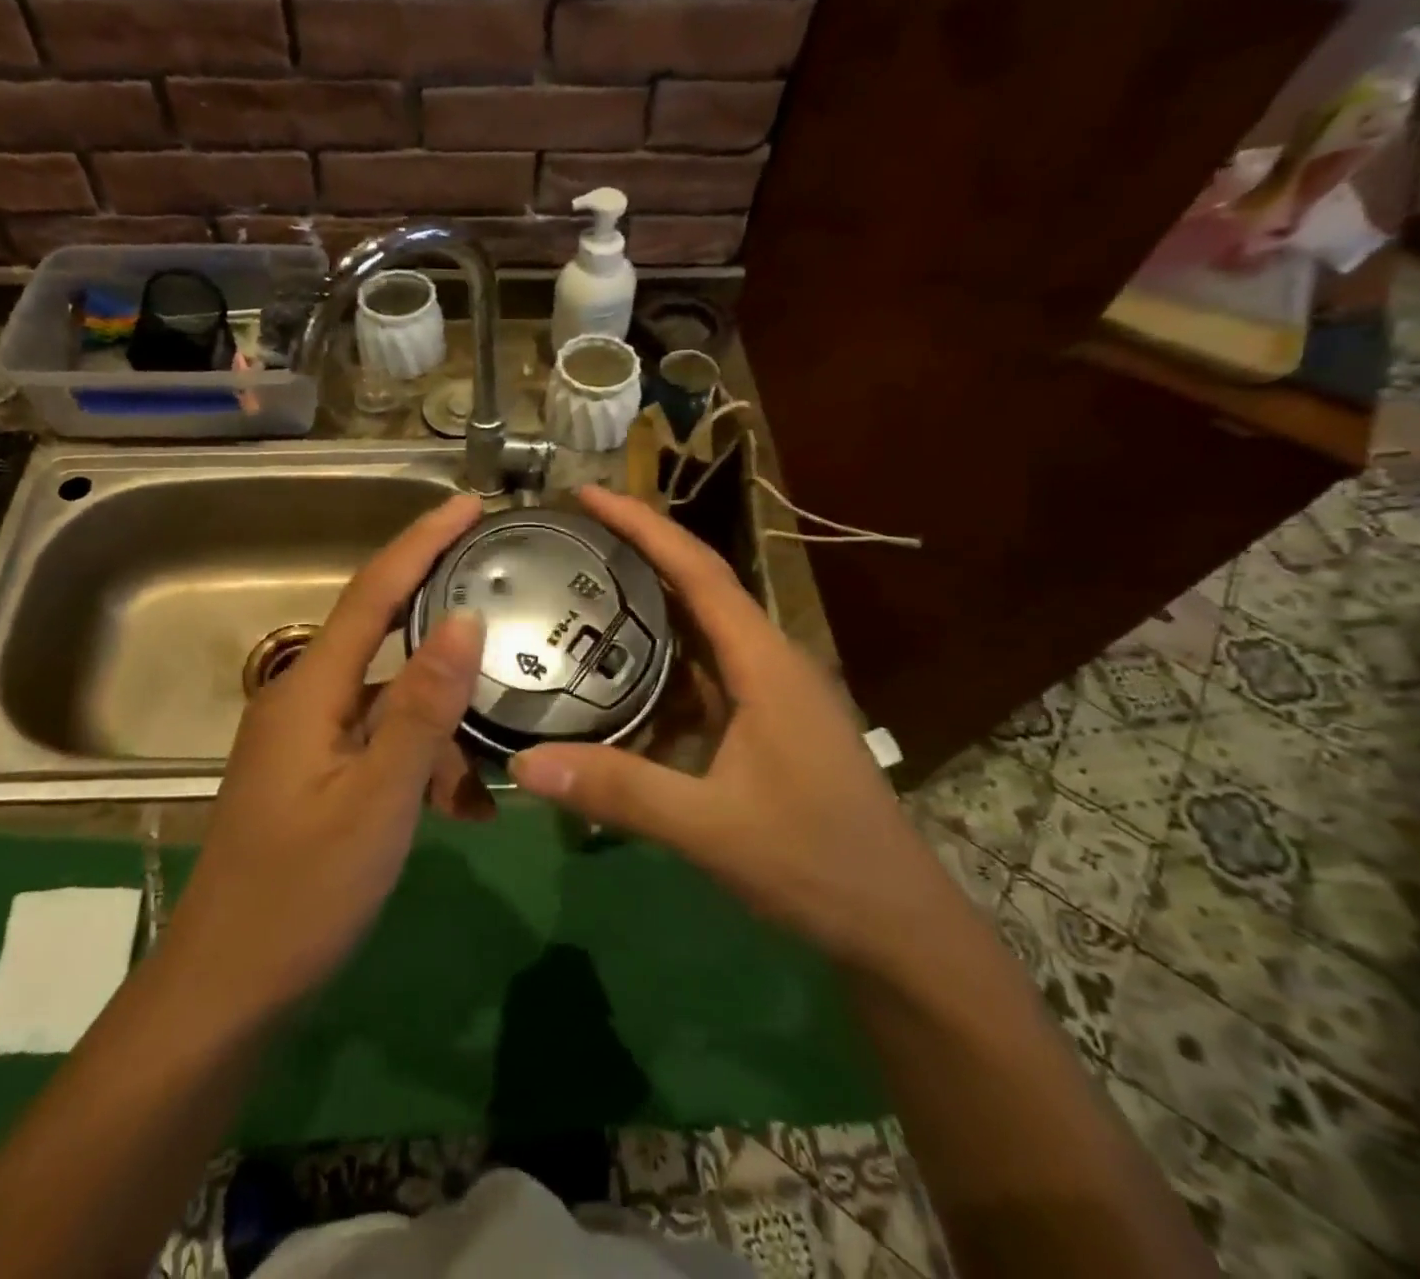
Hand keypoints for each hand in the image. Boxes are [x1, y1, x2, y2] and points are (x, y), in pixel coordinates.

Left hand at [162, 495, 486, 1014]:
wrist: (228, 988)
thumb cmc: (301, 893)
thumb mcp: (378, 799)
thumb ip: (422, 707)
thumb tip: (465, 619)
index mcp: (310, 690)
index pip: (372, 592)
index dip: (420, 542)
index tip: (468, 505)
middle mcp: (304, 699)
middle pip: (385, 640)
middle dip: (446, 631)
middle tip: (509, 614)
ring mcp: (309, 741)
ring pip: (392, 705)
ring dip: (444, 730)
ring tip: (491, 777)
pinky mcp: (318, 776)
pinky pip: (382, 747)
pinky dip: (423, 764)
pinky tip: (462, 810)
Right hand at [508, 486, 950, 969]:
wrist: (897, 924)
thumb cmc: (817, 862)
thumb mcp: (711, 827)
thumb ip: (620, 791)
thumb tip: (522, 764)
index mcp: (765, 662)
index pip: (698, 570)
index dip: (642, 525)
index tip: (586, 494)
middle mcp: (770, 662)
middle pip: (698, 587)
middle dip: (638, 553)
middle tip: (568, 539)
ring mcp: (771, 695)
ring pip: (700, 634)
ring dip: (647, 609)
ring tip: (580, 594)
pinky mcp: (766, 725)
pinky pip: (704, 677)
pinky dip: (659, 666)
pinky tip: (616, 680)